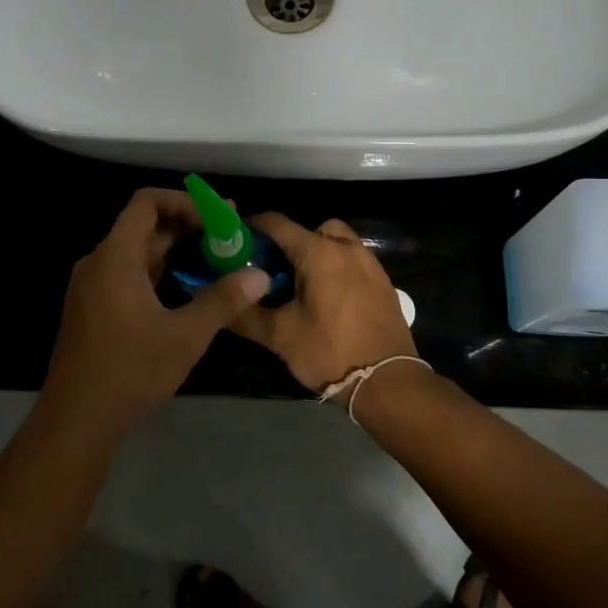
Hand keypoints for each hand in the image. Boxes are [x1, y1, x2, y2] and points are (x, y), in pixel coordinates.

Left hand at [42, 189, 269, 434]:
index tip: (217, 218)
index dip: (184, 201)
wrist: (77, 419)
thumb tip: (260, 276)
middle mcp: (99, 262)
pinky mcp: (92, 307)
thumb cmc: (131, 370)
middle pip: (143, 226)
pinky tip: (185, 288)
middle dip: (186, 226)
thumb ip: (222, 300)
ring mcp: (91, 286)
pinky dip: (157, 271)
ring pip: (136, 252)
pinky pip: (126, 273)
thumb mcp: (185, 335)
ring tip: (214, 259)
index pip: (147, 202)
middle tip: (227, 235)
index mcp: (116, 256)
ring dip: (173, 250)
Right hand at [229, 215, 416, 392]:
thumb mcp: (279, 336)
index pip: (277, 224)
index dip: (252, 227)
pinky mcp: (383, 282)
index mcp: (319, 253)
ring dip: (316, 252)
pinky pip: (353, 260)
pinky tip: (327, 298)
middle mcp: (346, 248)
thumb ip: (245, 315)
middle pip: (311, 229)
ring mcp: (370, 264)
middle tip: (273, 268)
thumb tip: (219, 303)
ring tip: (301, 283)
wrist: (388, 382)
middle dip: (289, 242)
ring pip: (336, 241)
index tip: (235, 240)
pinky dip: (336, 267)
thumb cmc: (330, 353)